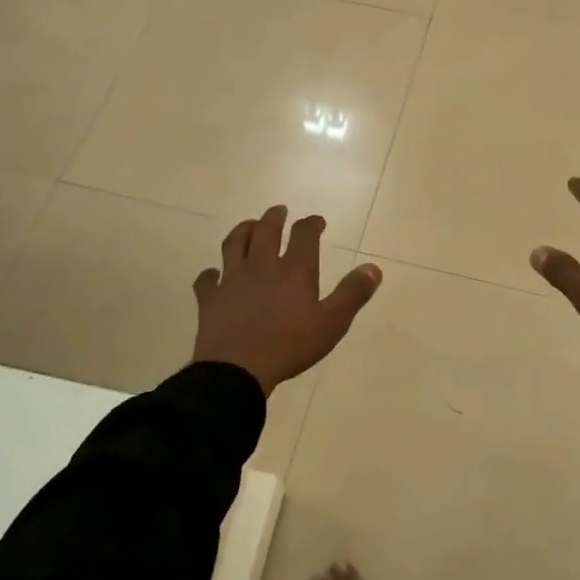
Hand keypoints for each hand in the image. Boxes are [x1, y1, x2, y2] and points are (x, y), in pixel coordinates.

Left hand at [192, 206, 382, 394]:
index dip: (311, 224)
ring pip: (234, 245)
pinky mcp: (210, 299)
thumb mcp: (332, 323)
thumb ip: (352, 294)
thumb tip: (373, 268)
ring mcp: (232, 280)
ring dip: (242, 231)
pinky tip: (212, 274)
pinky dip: (210, 274)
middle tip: (279, 211)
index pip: (304, 235)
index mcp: (293, 271)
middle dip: (274, 218)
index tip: (317, 221)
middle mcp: (261, 266)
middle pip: (266, 231)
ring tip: (248, 226)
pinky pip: (207, 280)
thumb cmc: (290, 346)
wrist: (237, 369)